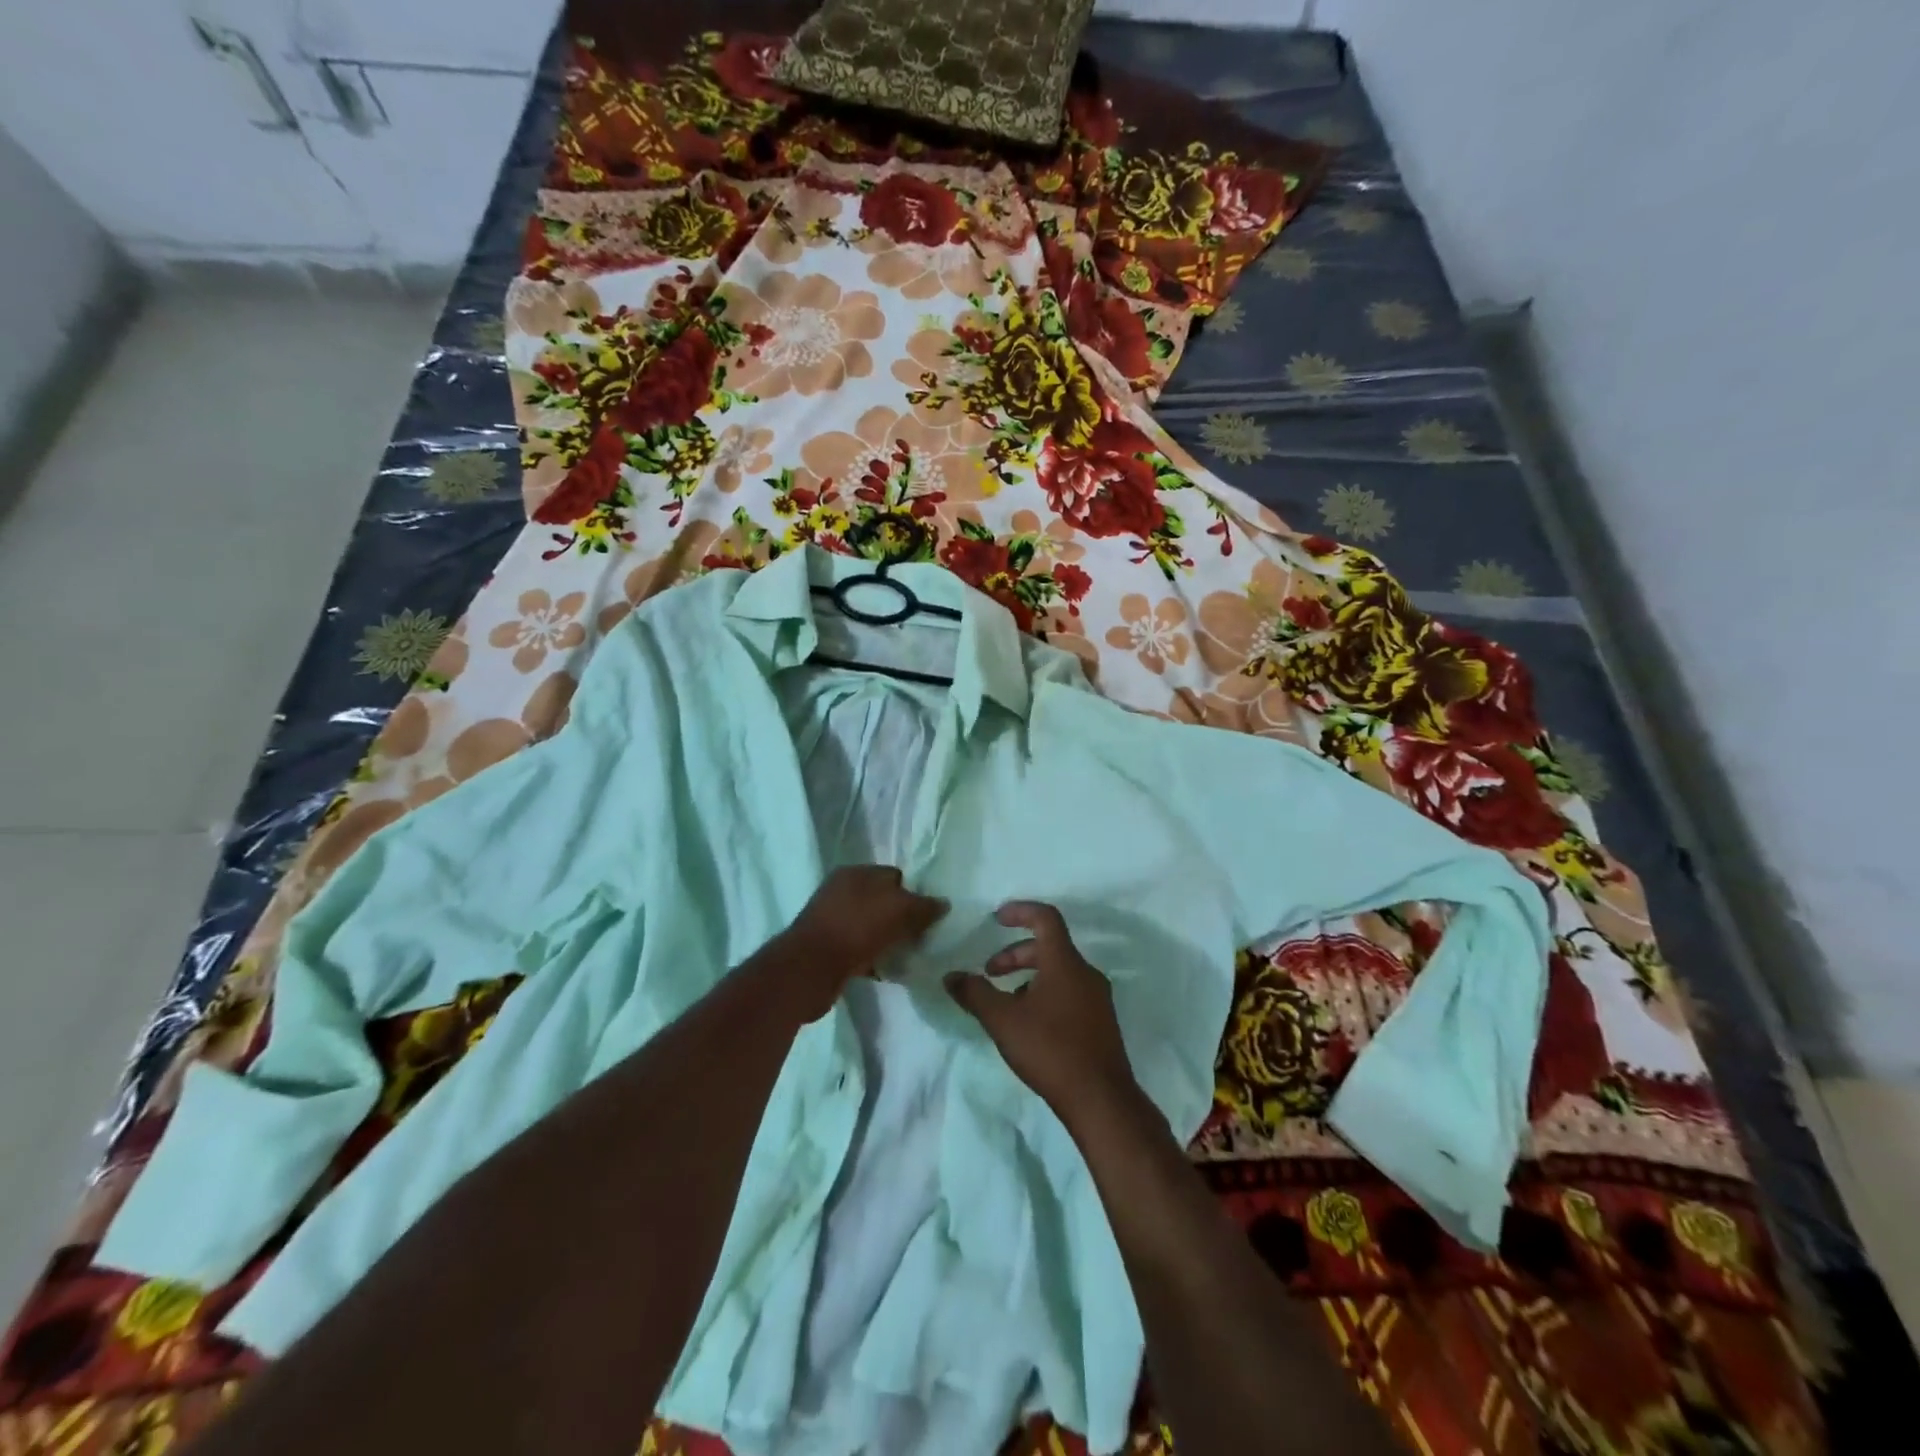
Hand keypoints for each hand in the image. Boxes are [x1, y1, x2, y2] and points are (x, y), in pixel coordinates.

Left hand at [773, 866, 946, 1018]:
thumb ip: (924, 907)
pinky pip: (859, 949)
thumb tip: (944, 904)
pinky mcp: (827, 948)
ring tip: (907, 956)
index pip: (894, 876)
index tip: (929, 916)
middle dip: (902, 919)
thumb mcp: (899, 911)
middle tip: (920, 938)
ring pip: (871, 927)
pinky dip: (873, 958)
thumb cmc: (856, 929)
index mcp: (856, 873)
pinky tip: (886, 971)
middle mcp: (841, 891)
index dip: (914, 894)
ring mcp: (831, 920)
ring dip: (888, 940)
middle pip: (882, 902)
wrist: (810, 970)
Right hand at [945, 902, 1138, 1128]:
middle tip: (990, 973)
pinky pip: (1069, 992)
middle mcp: (1086, 973)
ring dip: (1028, 977)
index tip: (997, 918)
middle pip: (1049, 947)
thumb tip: (951, 976)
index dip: (1020, 911)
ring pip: (1059, 972)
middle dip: (1015, 955)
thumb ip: (975, 993)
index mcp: (1065, 962)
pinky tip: (1030, 1024)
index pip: (1045, 918)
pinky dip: (1045, 993)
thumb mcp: (1003, 1020)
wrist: (1101, 1099)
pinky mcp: (1101, 1021)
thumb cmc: (1050, 1049)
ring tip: (1005, 1002)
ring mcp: (1098, 998)